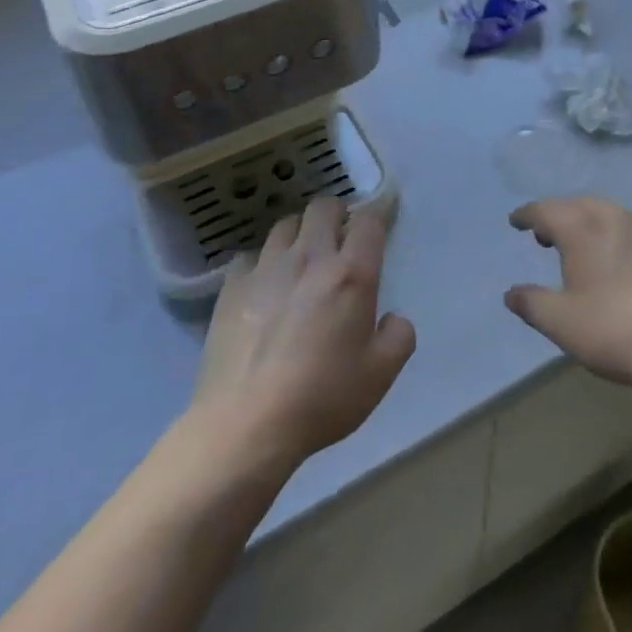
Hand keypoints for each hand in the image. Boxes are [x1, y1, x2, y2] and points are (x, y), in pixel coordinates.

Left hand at [191, 198, 414, 472]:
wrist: (247, 424)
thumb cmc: (322, 398)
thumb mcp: (380, 375)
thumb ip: (399, 337)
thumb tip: (392, 318)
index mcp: (351, 274)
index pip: (368, 221)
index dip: (375, 219)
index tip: (374, 233)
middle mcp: (310, 258)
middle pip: (323, 207)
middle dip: (336, 215)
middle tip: (339, 241)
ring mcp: (267, 268)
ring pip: (285, 224)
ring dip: (299, 233)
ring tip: (301, 258)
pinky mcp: (232, 286)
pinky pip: (250, 255)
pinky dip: (261, 262)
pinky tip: (263, 285)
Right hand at [504, 197, 631, 391]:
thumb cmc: (614, 330)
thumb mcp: (561, 323)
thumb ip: (531, 303)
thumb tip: (511, 293)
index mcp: (582, 228)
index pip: (546, 210)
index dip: (527, 215)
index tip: (516, 221)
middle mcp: (612, 217)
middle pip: (577, 206)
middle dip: (557, 216)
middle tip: (544, 236)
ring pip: (607, 214)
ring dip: (587, 223)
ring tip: (579, 248)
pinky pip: (631, 229)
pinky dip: (613, 236)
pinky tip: (617, 262)